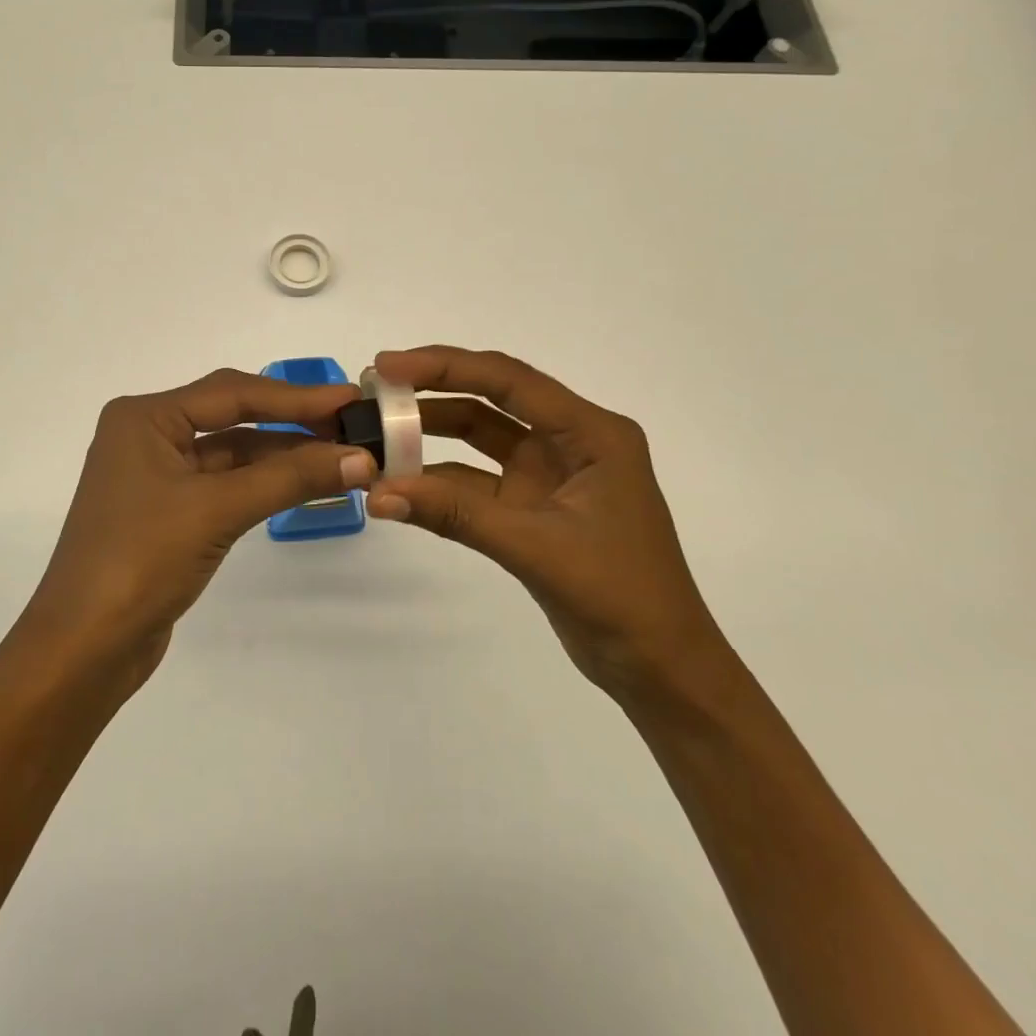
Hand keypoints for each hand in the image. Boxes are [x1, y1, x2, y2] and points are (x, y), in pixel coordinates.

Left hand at [22, 368, 376, 686]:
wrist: (84, 647)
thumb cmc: (141, 560)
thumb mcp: (217, 510)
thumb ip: (289, 478)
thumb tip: (360, 457)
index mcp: (145, 417)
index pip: (231, 393)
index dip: (295, 396)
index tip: (349, 399)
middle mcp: (148, 435)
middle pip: (231, 417)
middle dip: (291, 423)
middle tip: (351, 426)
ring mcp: (156, 475)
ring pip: (231, 453)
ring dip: (282, 457)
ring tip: (342, 457)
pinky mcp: (168, 511)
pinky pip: (224, 484)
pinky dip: (264, 484)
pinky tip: (305, 485)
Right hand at [365, 346, 723, 697]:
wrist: (661, 670)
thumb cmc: (619, 597)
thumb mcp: (536, 547)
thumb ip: (456, 514)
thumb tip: (378, 493)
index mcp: (591, 433)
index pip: (509, 381)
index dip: (445, 366)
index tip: (388, 365)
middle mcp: (570, 441)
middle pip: (491, 399)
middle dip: (432, 392)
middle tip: (374, 391)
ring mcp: (549, 474)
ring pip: (480, 437)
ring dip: (431, 436)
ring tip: (377, 434)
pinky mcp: (533, 506)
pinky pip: (476, 482)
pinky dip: (439, 482)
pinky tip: (401, 485)